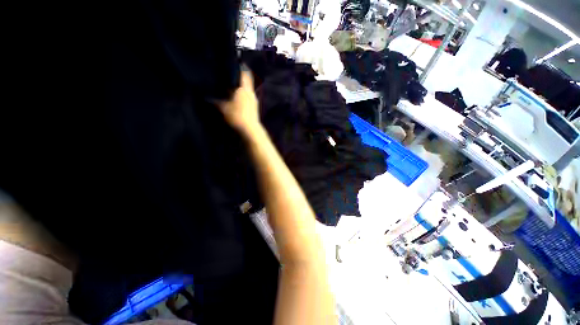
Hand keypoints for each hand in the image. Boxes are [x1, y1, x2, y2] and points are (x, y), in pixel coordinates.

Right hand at [217, 69, 259, 134]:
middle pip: (248, 82)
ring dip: (242, 88)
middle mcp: (251, 93)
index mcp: (244, 89)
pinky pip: (249, 98)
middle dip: (241, 79)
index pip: (245, 74)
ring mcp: (255, 101)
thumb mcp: (224, 108)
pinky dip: (244, 96)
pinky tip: (238, 100)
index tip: (237, 64)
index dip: (241, 68)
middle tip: (233, 77)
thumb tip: (208, 97)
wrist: (250, 129)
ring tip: (234, 88)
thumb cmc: (237, 116)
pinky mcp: (255, 108)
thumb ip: (217, 101)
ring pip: (248, 91)